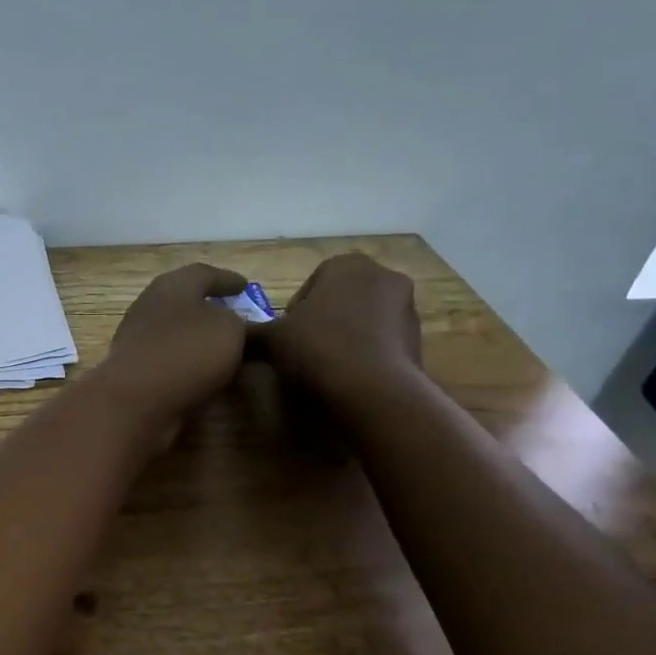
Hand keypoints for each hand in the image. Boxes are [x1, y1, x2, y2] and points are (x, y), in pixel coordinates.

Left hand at [97, 263, 250, 432]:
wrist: (135, 401)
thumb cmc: (187, 352)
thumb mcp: (230, 329)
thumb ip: (237, 322)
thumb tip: (232, 325)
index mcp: (172, 286)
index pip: (203, 274)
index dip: (227, 279)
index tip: (245, 286)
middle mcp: (150, 307)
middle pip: (184, 302)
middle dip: (210, 309)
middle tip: (236, 317)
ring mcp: (137, 340)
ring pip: (175, 333)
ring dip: (199, 339)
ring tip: (227, 350)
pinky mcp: (134, 371)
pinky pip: (169, 361)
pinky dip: (188, 364)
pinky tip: (206, 377)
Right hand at [256, 254, 422, 414]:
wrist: (373, 390)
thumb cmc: (318, 347)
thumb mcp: (272, 339)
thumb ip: (253, 332)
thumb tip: (236, 335)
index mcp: (346, 265)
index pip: (312, 283)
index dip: (294, 312)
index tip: (286, 337)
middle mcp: (383, 276)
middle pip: (341, 299)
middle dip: (324, 321)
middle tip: (303, 350)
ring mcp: (407, 308)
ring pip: (364, 320)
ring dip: (346, 337)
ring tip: (326, 367)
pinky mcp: (419, 339)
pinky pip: (382, 342)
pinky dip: (366, 354)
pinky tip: (349, 377)